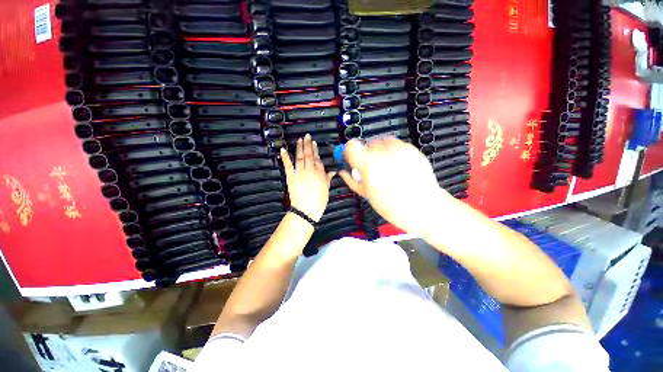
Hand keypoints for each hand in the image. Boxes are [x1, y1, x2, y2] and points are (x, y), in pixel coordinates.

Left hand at [280, 134, 335, 221]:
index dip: (315, 150)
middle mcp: (310, 169)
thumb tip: (333, 171)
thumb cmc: (319, 200)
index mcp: (320, 172)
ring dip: (299, 147)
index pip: (317, 158)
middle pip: (309, 155)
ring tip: (299, 139)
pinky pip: (288, 165)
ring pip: (299, 156)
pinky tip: (283, 149)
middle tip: (306, 136)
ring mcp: (300, 172)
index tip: (314, 142)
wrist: (307, 208)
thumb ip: (328, 178)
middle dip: (307, 144)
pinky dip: (285, 157)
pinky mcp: (291, 176)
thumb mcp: (327, 189)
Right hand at [339, 138, 453, 235]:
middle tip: (372, 169)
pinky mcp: (411, 149)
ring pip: (380, 141)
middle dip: (366, 155)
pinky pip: (395, 143)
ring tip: (386, 166)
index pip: (351, 146)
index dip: (350, 152)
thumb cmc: (393, 207)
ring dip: (379, 151)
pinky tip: (397, 164)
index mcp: (369, 166)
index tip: (353, 159)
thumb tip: (343, 172)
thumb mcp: (368, 196)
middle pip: (366, 144)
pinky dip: (392, 151)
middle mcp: (382, 153)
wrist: (425, 207)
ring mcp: (398, 149)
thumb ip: (352, 181)